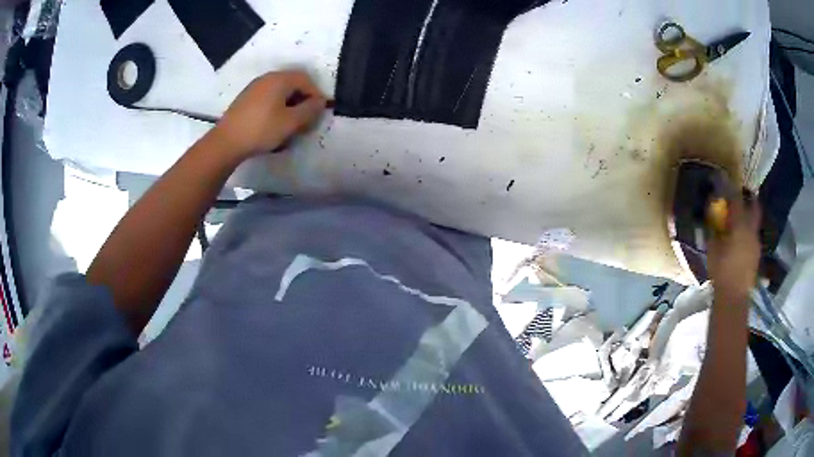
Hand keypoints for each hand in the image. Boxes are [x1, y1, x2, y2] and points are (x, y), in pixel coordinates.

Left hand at [211, 70, 326, 161]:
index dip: (315, 94)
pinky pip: (268, 97)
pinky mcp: (245, 98)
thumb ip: (309, 110)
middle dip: (302, 99)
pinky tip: (273, 122)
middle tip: (306, 118)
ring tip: (290, 122)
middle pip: (292, 83)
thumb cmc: (262, 129)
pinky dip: (276, 106)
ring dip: (289, 103)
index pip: (306, 80)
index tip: (318, 112)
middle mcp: (267, 78)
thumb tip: (320, 102)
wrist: (226, 141)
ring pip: (279, 90)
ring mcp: (254, 87)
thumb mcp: (291, 122)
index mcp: (280, 79)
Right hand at [707, 190, 761, 304]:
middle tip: (741, 195)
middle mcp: (751, 230)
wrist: (734, 297)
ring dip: (748, 218)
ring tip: (739, 222)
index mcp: (740, 225)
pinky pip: (753, 237)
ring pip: (754, 223)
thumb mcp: (712, 249)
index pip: (736, 199)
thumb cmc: (721, 271)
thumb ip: (713, 231)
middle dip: (749, 198)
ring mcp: (756, 243)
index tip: (724, 181)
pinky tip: (741, 241)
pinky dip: (748, 233)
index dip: (730, 188)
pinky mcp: (756, 255)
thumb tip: (712, 218)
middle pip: (754, 207)